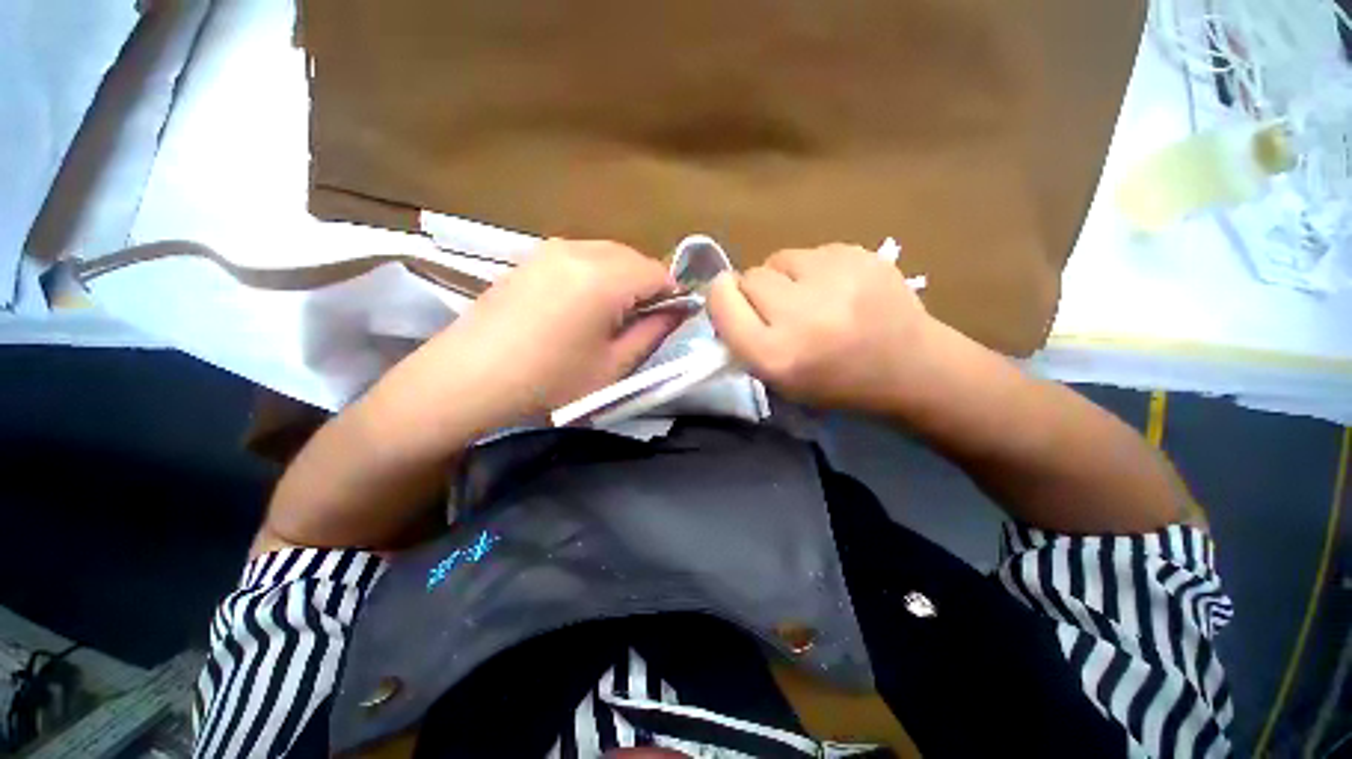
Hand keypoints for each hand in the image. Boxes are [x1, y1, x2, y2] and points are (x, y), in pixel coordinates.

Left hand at [364, 240, 682, 448]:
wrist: (466, 381)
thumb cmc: (549, 382)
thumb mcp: (614, 366)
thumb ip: (653, 333)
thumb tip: (676, 311)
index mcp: (605, 276)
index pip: (658, 272)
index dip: (673, 296)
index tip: (672, 321)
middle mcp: (578, 250)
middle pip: (632, 257)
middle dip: (647, 285)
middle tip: (643, 322)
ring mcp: (549, 250)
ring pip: (606, 255)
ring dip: (621, 280)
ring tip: (612, 317)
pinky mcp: (528, 259)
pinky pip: (578, 258)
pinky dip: (594, 276)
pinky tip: (580, 308)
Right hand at [708, 244, 939, 412]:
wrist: (912, 368)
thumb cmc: (836, 383)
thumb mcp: (778, 380)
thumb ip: (743, 339)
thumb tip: (725, 295)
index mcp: (775, 355)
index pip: (722, 301)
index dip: (722, 299)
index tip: (732, 303)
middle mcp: (800, 315)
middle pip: (749, 276)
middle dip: (755, 291)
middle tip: (781, 309)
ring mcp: (834, 280)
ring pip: (779, 258)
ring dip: (784, 277)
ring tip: (812, 297)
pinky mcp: (860, 255)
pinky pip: (812, 251)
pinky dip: (815, 269)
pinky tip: (838, 289)